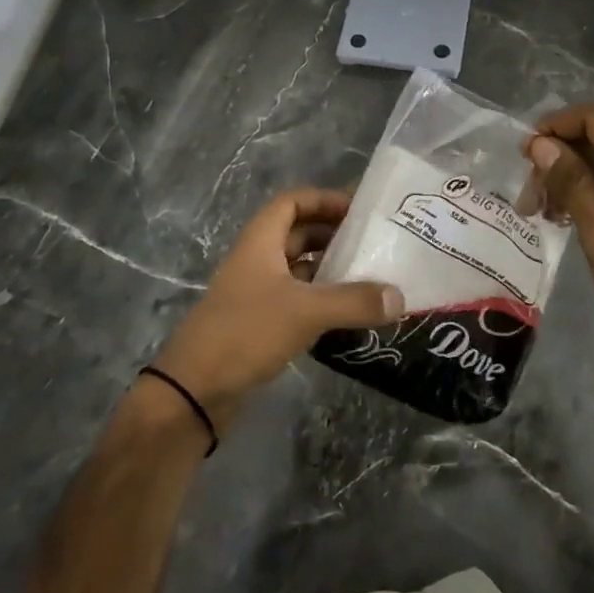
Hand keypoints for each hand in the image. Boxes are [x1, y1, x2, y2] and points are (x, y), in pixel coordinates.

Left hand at [151, 188, 403, 434]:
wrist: (193, 392)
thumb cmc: (245, 333)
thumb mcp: (304, 311)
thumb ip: (354, 301)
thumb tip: (400, 297)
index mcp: (260, 241)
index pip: (292, 202)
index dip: (324, 199)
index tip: (359, 210)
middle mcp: (258, 260)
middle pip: (299, 234)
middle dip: (334, 234)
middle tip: (374, 243)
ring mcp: (257, 293)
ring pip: (299, 269)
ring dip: (330, 269)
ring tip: (371, 275)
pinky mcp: (259, 324)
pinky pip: (297, 300)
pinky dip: (322, 300)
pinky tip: (349, 312)